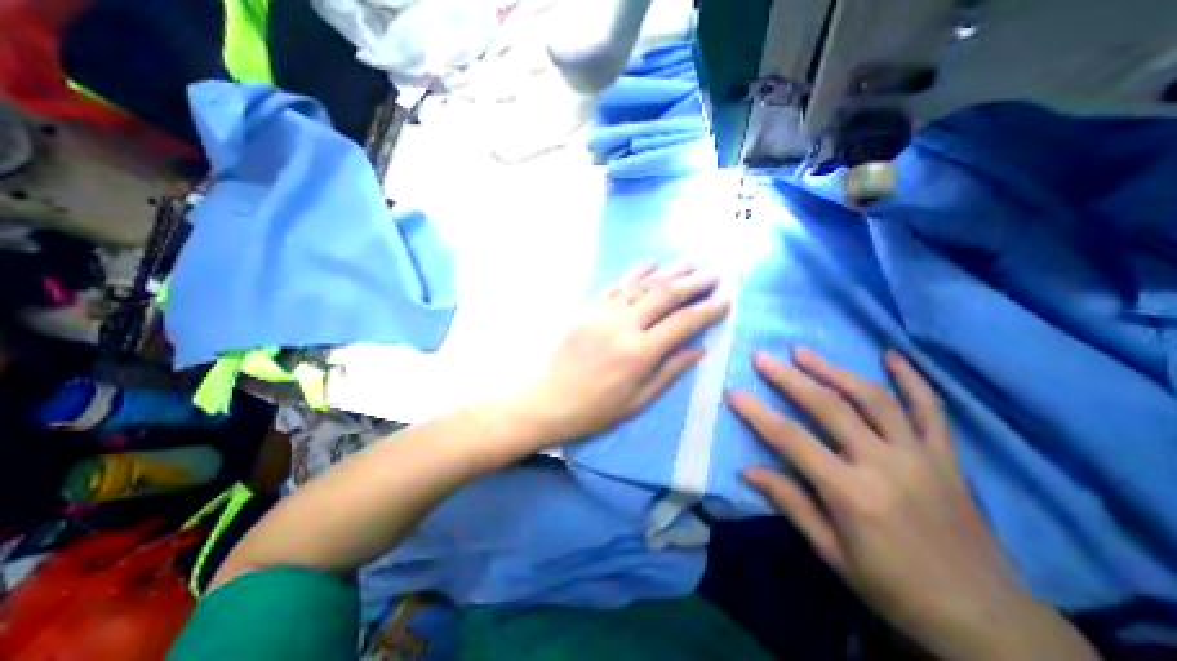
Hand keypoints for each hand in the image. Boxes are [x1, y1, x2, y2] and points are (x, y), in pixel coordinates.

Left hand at [514, 264, 726, 448]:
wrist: (546, 399)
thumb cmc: (594, 409)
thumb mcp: (637, 401)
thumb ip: (669, 371)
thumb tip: (699, 349)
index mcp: (639, 353)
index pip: (682, 323)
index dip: (707, 310)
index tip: (725, 299)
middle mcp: (623, 326)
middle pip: (664, 296)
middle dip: (692, 283)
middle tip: (713, 274)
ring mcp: (602, 313)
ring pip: (641, 285)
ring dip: (667, 272)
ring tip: (689, 263)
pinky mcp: (586, 308)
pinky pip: (615, 285)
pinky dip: (634, 273)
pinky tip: (649, 264)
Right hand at [729, 347, 1093, 656]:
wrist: (988, 621)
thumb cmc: (894, 588)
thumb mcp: (832, 552)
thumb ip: (790, 503)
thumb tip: (747, 470)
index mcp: (852, 493)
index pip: (792, 439)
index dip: (757, 413)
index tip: (733, 391)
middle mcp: (885, 464)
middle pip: (829, 407)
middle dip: (790, 378)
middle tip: (762, 357)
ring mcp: (920, 455)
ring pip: (873, 398)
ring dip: (834, 370)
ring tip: (803, 352)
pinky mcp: (946, 456)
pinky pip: (931, 409)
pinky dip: (912, 379)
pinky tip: (892, 355)